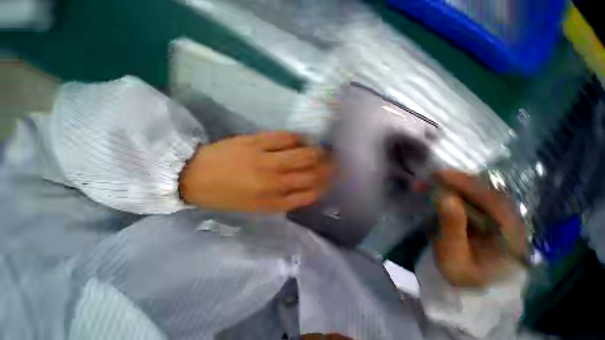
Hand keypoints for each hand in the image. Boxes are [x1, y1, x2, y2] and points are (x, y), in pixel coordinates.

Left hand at [179, 131, 332, 212]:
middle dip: (328, 166)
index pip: (310, 193)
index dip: (325, 185)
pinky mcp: (256, 142)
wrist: (194, 176)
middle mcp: (273, 182)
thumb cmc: (227, 195)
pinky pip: (286, 137)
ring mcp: (266, 160)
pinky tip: (303, 139)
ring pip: (303, 154)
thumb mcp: (257, 206)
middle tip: (334, 161)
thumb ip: (283, 199)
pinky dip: (299, 138)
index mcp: (273, 202)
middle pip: (311, 173)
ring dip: (318, 151)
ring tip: (324, 149)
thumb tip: (305, 188)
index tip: (331, 179)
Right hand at [433, 170, 526, 286]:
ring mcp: (500, 221)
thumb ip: (451, 227)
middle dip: (457, 182)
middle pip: (487, 192)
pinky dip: (455, 194)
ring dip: (454, 187)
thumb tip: (444, 196)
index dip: (466, 184)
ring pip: (479, 195)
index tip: (440, 174)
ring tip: (430, 182)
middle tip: (431, 176)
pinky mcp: (489, 221)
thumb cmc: (463, 277)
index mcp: (510, 234)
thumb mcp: (453, 256)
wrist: (472, 290)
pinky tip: (439, 192)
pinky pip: (473, 202)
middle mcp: (510, 222)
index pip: (492, 200)